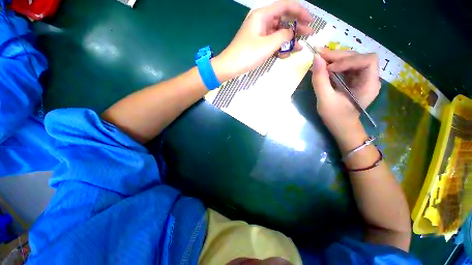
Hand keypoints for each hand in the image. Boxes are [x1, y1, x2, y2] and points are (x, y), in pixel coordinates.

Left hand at [212, 0, 313, 81]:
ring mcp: (259, 33)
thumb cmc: (247, 55)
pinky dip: (279, 47)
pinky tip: (285, 54)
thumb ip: (283, 36)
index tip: (310, 21)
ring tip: (299, 47)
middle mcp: (261, 21)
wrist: (230, 67)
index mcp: (262, 15)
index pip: (285, 6)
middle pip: (283, 19)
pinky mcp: (257, 43)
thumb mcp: (267, 45)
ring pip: (278, 32)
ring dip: (288, 40)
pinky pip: (271, 42)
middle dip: (297, 26)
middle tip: (309, 34)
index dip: (300, 11)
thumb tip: (292, 32)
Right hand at [311, 49, 379, 140]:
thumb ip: (320, 80)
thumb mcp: (325, 100)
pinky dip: (334, 64)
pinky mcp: (354, 80)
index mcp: (369, 84)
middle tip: (319, 55)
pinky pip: (346, 67)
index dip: (348, 60)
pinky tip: (324, 66)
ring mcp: (362, 78)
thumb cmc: (335, 117)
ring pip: (351, 60)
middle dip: (338, 56)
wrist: (341, 128)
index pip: (367, 60)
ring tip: (319, 58)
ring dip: (335, 58)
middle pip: (358, 57)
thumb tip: (316, 58)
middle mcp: (370, 78)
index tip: (329, 68)